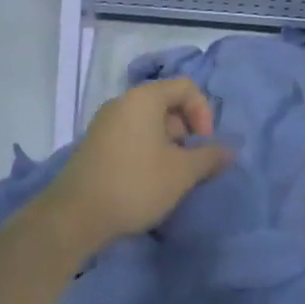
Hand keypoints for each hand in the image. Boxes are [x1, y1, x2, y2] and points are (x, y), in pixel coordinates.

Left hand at [44, 78, 232, 251]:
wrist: (75, 216)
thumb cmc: (136, 184)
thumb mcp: (182, 172)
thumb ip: (210, 156)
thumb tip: (229, 149)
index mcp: (144, 98)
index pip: (186, 87)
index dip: (203, 112)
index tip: (204, 144)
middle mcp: (122, 102)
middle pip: (167, 104)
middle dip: (186, 132)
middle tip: (191, 164)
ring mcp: (105, 123)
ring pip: (149, 124)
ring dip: (168, 145)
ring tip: (172, 177)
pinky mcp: (95, 145)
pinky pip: (131, 137)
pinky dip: (147, 152)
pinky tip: (149, 182)